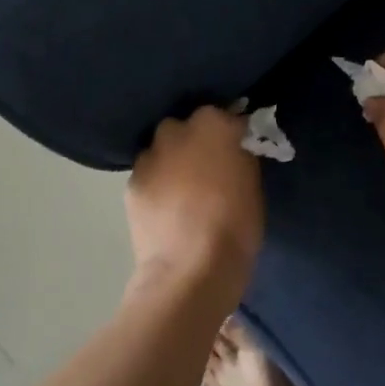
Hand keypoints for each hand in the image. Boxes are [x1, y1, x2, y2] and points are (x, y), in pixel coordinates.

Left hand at [126, 106, 263, 287]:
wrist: (190, 270)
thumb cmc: (236, 227)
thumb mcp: (253, 185)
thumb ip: (240, 157)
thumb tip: (234, 149)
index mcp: (213, 124)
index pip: (225, 115)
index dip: (231, 132)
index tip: (238, 149)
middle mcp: (176, 130)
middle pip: (187, 127)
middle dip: (196, 141)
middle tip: (208, 169)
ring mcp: (149, 156)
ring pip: (162, 150)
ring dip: (173, 161)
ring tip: (183, 191)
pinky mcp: (131, 183)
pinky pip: (148, 175)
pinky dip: (157, 184)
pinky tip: (166, 208)